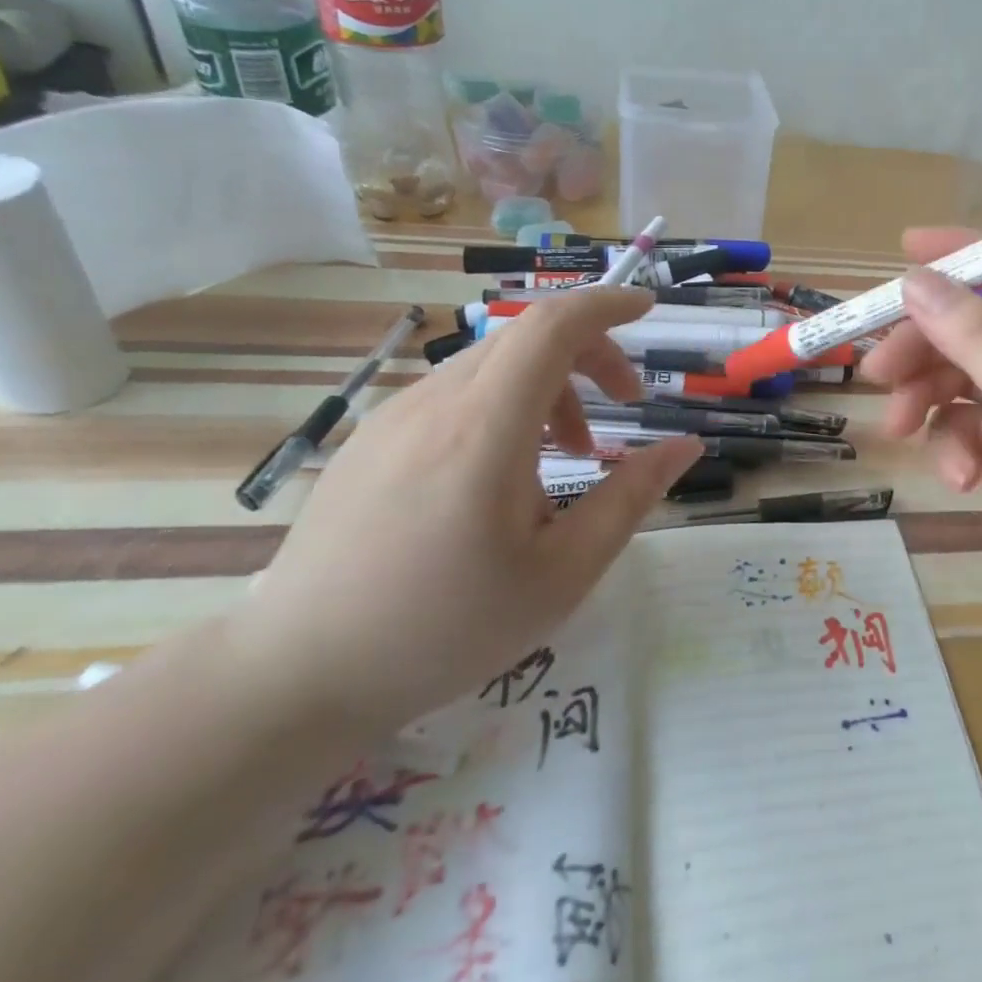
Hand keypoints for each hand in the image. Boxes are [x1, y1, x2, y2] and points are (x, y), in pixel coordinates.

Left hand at [224, 288, 701, 736]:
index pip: (551, 326)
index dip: (606, 304)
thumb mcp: (563, 573)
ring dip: (550, 386)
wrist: (295, 677)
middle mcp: (435, 403)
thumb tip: (686, 446)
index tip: (647, 309)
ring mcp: (394, 416)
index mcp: (485, 430)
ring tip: (568, 456)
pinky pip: (457, 393)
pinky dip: (506, 404)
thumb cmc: (445, 629)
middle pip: (528, 337)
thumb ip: (631, 497)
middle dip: (591, 354)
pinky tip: (503, 474)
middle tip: (627, 403)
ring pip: (493, 364)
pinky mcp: (371, 437)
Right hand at [861, 228, 981, 643]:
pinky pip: (967, 423)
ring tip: (899, 426)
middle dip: (928, 344)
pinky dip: (952, 443)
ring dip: (927, 396)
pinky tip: (959, 477)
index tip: (904, 250)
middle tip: (879, 369)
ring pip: (964, 372)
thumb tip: (915, 282)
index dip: (967, 251)